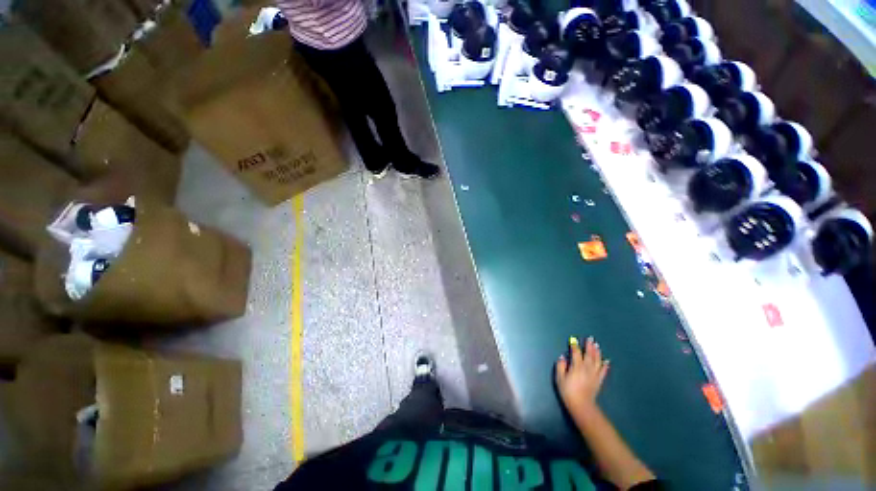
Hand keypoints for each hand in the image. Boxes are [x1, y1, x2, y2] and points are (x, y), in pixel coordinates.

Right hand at [555, 337, 609, 413]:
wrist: (581, 406)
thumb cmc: (568, 391)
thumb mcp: (560, 378)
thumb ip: (561, 366)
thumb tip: (562, 357)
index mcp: (576, 367)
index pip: (576, 353)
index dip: (574, 346)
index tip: (573, 339)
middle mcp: (586, 368)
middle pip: (588, 355)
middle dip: (589, 346)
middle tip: (590, 338)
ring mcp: (594, 375)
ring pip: (596, 361)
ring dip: (597, 353)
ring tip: (597, 345)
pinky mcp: (598, 381)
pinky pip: (603, 371)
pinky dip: (605, 365)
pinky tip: (606, 361)